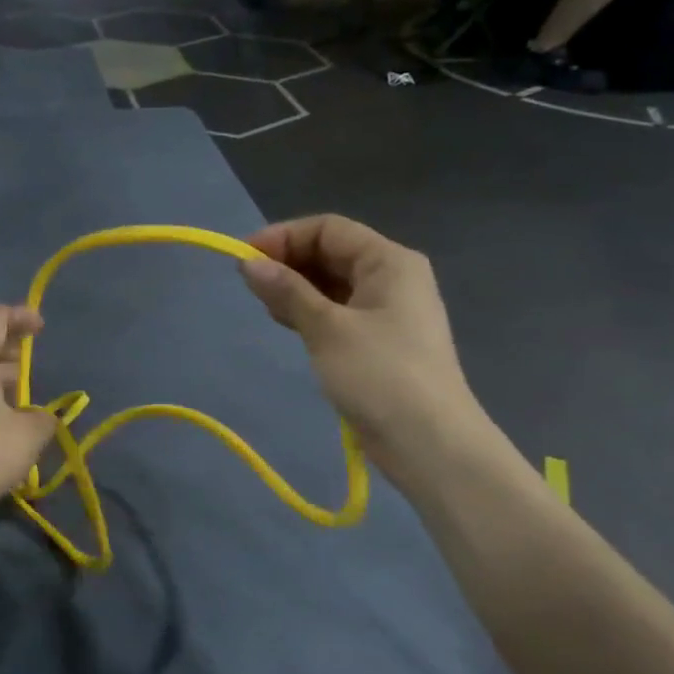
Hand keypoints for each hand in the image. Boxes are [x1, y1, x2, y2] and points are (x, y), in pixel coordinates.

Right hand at [239, 216, 488, 479]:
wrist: (429, 444)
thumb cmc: (380, 375)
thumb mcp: (327, 328)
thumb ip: (287, 291)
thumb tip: (248, 263)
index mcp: (389, 261)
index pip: (328, 229)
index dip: (284, 237)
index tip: (244, 258)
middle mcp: (392, 277)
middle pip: (331, 253)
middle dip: (288, 263)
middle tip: (250, 286)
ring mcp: (387, 311)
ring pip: (332, 284)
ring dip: (296, 289)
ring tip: (266, 307)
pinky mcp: (378, 341)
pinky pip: (338, 311)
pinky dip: (310, 311)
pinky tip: (288, 324)